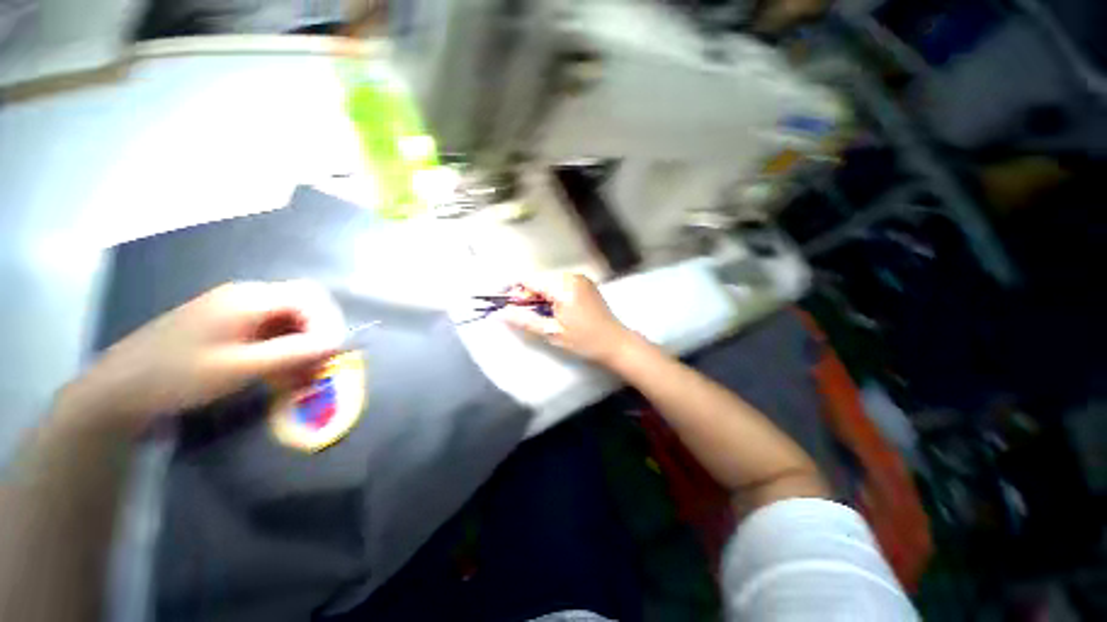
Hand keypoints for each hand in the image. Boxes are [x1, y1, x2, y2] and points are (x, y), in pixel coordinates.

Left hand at [59, 281, 345, 431]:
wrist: (119, 388)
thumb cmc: (178, 376)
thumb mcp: (240, 368)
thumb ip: (294, 353)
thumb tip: (339, 343)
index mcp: (249, 298)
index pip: (310, 297)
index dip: (329, 323)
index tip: (330, 354)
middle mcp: (246, 296)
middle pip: (302, 306)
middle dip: (318, 335)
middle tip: (318, 367)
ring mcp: (234, 309)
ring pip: (287, 320)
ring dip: (301, 345)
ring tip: (299, 377)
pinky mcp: (226, 325)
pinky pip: (269, 330)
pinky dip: (282, 349)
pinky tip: (277, 373)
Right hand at [499, 274, 634, 363]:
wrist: (615, 342)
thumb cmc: (583, 340)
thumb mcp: (551, 332)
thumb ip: (525, 320)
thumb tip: (501, 313)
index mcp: (563, 287)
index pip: (529, 279)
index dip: (514, 290)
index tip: (507, 304)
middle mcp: (571, 276)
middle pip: (539, 279)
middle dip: (528, 294)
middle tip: (524, 314)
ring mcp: (580, 278)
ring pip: (549, 281)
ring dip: (540, 294)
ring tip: (540, 314)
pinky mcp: (585, 283)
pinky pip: (561, 283)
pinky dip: (552, 293)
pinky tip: (554, 308)